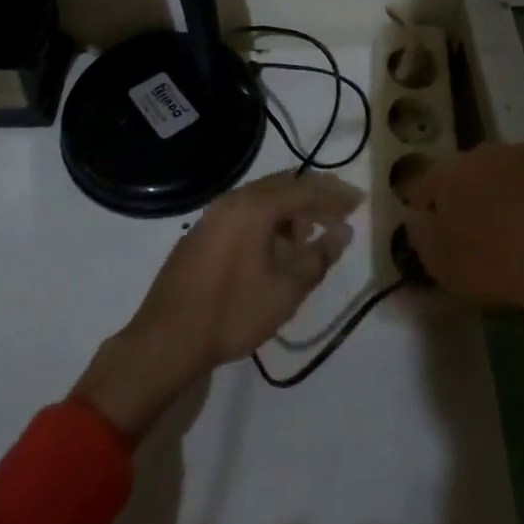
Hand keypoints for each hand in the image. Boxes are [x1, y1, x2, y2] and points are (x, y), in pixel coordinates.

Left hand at [73, 170, 360, 438]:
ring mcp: (214, 213)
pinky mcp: (202, 231)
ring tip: (311, 231)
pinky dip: (269, 218)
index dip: (335, 196)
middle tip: (340, 209)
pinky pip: (245, 210)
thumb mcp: (285, 291)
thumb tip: (342, 232)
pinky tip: (275, 244)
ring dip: (291, 208)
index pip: (305, 190)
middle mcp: (234, 199)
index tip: (359, 202)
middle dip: (315, 195)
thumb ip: (318, 257)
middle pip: (284, 185)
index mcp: (255, 206)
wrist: (165, 339)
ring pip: (263, 197)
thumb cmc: (231, 313)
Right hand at [400, 144, 523, 331]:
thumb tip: (419, 217)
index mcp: (447, 172)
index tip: (435, 236)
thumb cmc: (495, 263)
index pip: (423, 185)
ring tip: (513, 232)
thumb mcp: (440, 264)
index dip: (425, 211)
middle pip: (464, 174)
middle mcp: (482, 152)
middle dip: (465, 198)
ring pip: (501, 174)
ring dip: (501, 194)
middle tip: (474, 235)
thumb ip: (420, 234)